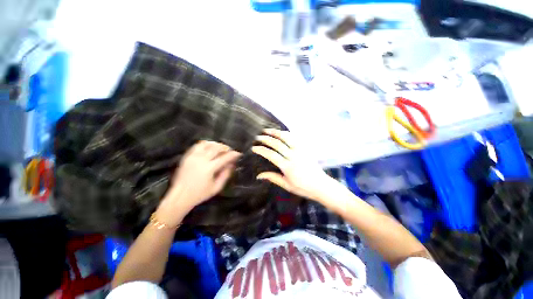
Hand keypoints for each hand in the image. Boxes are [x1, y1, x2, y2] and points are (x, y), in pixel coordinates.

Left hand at [157, 141, 240, 225]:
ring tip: (220, 148)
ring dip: (216, 144)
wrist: (179, 196)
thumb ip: (225, 175)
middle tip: (229, 151)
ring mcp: (192, 156)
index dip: (233, 154)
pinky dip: (205, 144)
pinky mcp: (187, 156)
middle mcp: (201, 160)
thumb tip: (231, 164)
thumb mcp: (216, 187)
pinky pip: (197, 145)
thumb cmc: (199, 194)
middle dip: (225, 148)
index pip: (224, 157)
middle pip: (216, 148)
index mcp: (209, 168)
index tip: (238, 153)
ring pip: (206, 144)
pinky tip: (209, 148)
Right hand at [252, 129, 337, 200]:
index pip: (271, 155)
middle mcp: (294, 156)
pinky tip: (281, 133)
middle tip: (258, 137)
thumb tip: (259, 175)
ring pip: (286, 137)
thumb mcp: (286, 185)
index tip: (254, 148)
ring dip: (276, 132)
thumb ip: (272, 178)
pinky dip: (286, 134)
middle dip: (266, 139)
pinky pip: (294, 138)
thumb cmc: (303, 187)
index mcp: (288, 167)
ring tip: (267, 130)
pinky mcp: (305, 148)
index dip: (261, 150)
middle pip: (277, 144)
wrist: (320, 185)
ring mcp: (300, 151)